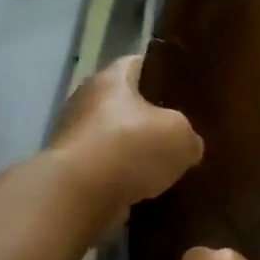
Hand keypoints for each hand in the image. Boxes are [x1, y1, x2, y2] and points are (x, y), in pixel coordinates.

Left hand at [49, 56, 202, 217]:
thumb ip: (189, 136)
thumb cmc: (131, 147)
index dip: (163, 73)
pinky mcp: (70, 173)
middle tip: (180, 133)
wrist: (79, 196)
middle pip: (125, 104)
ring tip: (166, 167)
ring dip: (135, 153)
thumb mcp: (181, 136)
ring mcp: (74, 138)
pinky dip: (122, 180)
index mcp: (112, 79)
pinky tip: (146, 191)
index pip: (139, 64)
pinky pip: (105, 170)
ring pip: (115, 139)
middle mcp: (87, 101)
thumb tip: (189, 146)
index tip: (185, 89)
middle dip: (150, 119)